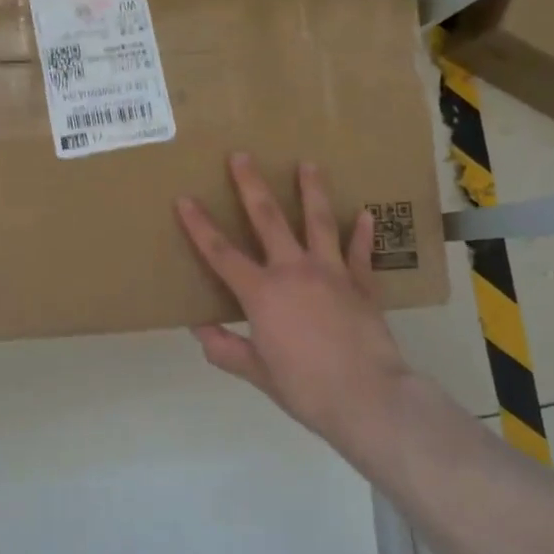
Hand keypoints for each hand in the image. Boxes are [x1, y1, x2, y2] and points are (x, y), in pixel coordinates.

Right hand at [176, 154, 439, 457]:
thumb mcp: (257, 372)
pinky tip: (366, 214)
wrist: (368, 398)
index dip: (199, 225)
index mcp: (262, 294)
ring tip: (308, 164)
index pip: (221, 253)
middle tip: (242, 155)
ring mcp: (332, 273)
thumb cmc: (305, 388)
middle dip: (251, 185)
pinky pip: (360, 253)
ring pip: (319, 222)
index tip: (185, 198)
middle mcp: (294, 271)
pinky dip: (362, 234)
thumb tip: (200, 330)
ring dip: (312, 191)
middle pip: (268, 219)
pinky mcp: (362, 285)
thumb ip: (226, 348)